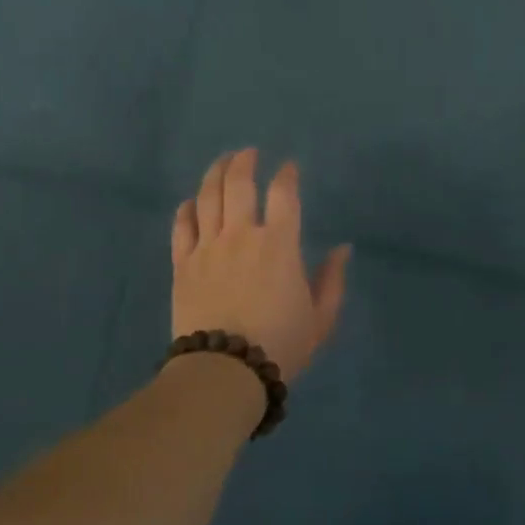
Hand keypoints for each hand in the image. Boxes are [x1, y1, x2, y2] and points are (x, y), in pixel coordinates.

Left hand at [171, 148, 350, 382]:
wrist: (224, 371)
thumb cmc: (280, 346)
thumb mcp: (320, 319)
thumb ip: (332, 280)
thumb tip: (342, 249)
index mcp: (278, 244)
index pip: (283, 194)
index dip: (287, 175)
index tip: (289, 167)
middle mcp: (240, 235)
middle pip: (238, 184)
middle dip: (244, 162)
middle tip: (248, 153)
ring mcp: (207, 247)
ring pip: (208, 197)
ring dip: (215, 174)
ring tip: (222, 162)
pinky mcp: (182, 264)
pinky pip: (182, 226)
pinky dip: (187, 209)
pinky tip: (191, 202)